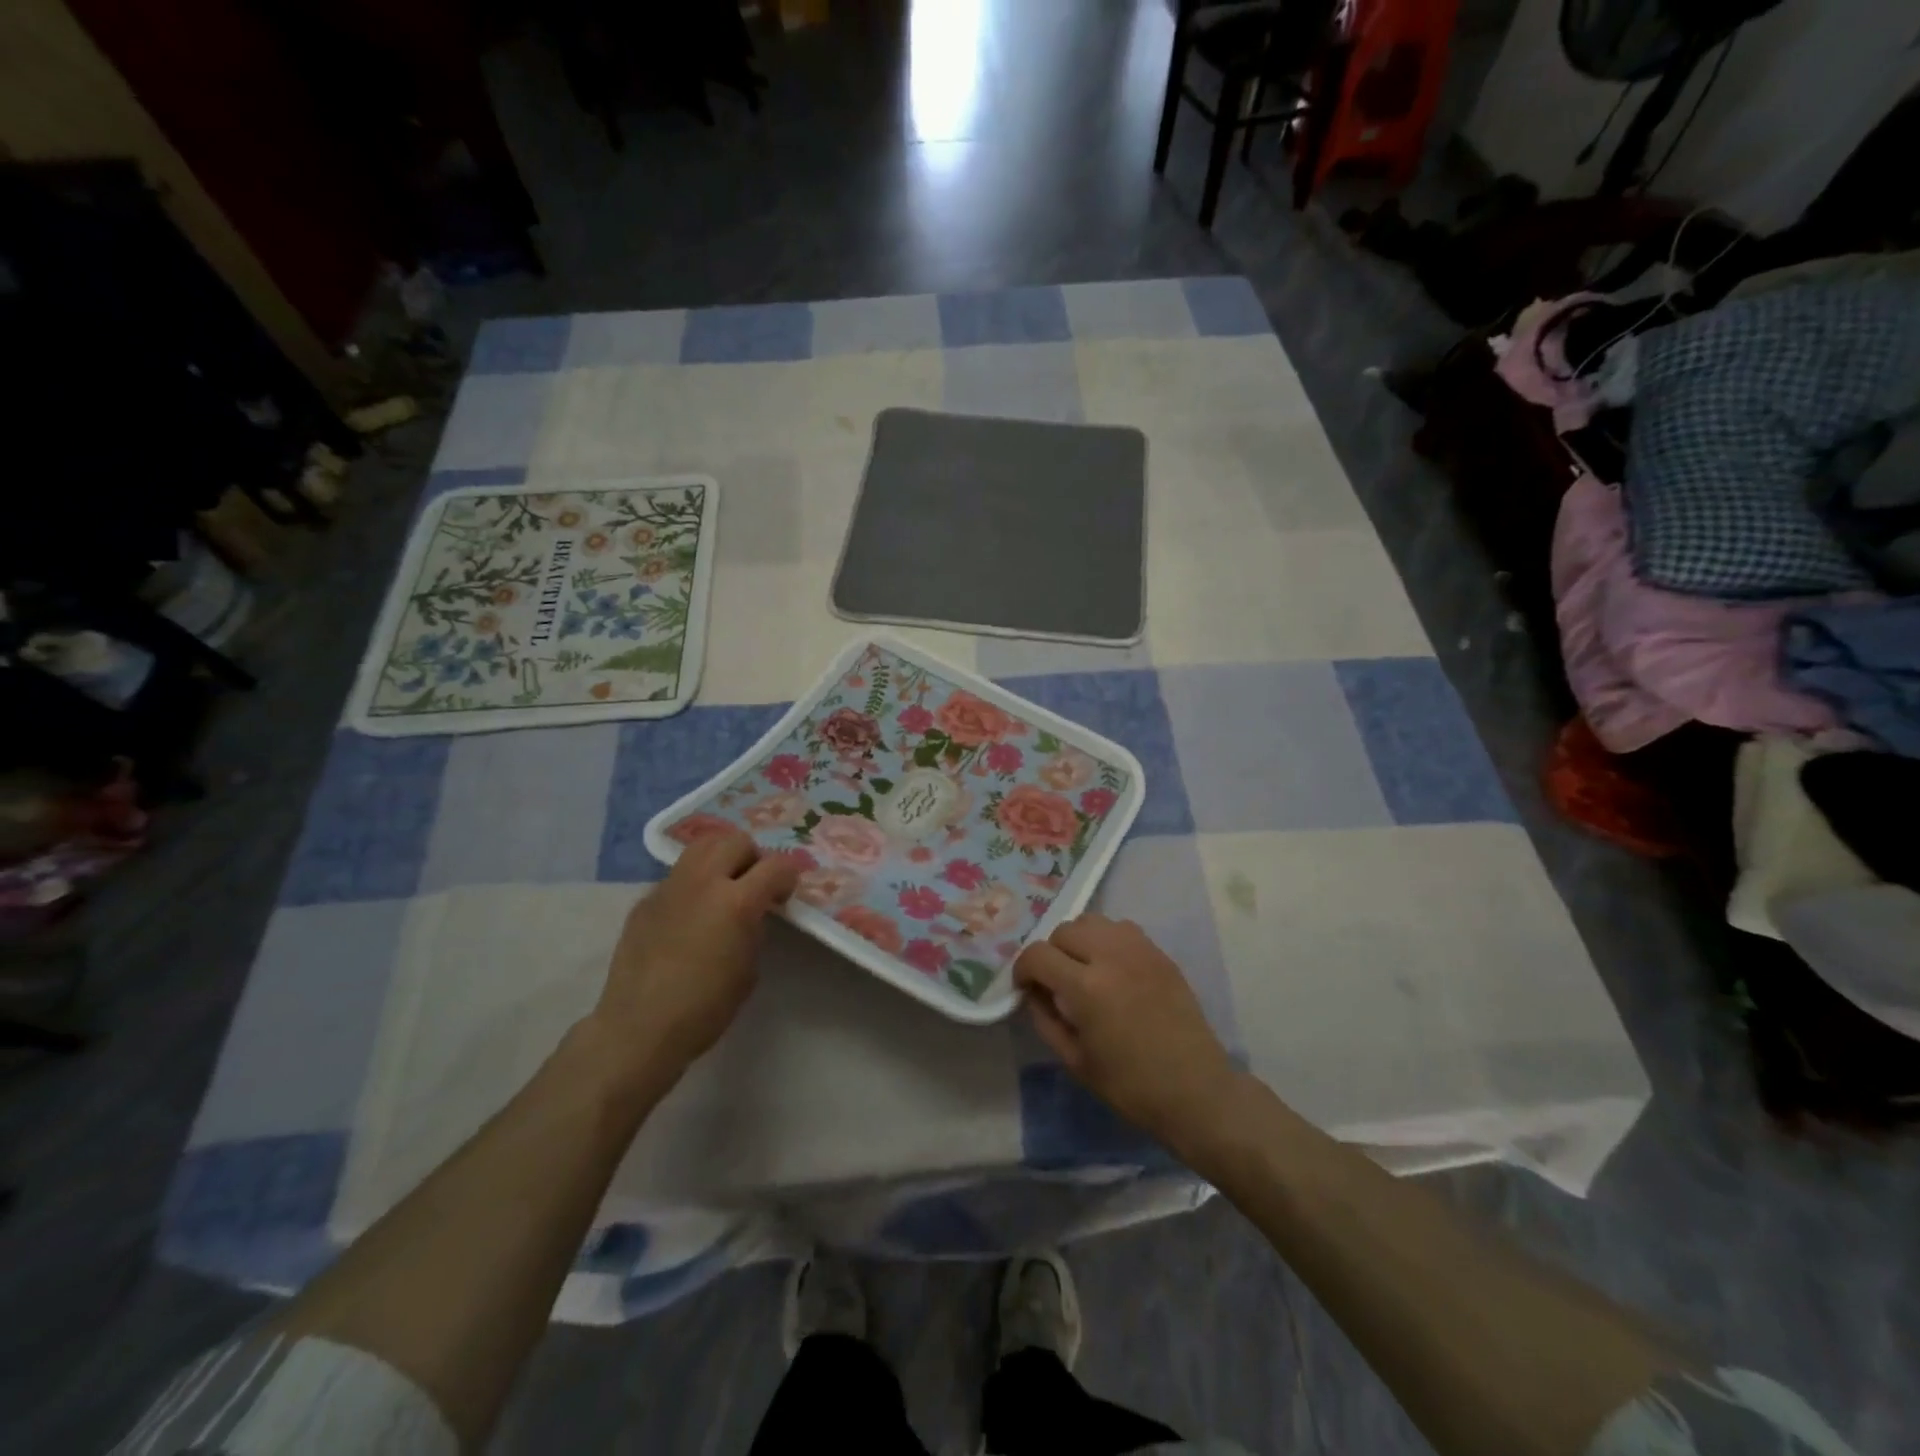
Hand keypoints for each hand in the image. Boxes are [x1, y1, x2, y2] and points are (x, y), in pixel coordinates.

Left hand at [591, 830, 798, 1082]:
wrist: (638, 1029)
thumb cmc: (705, 1008)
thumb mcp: (749, 969)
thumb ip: (754, 929)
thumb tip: (753, 913)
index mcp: (736, 902)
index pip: (776, 866)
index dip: (788, 877)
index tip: (784, 896)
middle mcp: (703, 882)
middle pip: (736, 841)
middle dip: (753, 858)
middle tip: (754, 886)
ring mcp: (670, 887)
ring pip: (703, 846)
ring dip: (722, 858)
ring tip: (724, 886)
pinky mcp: (645, 900)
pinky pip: (677, 875)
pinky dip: (693, 883)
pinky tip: (690, 915)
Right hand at [1014, 914, 1241, 1149]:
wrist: (1195, 1090)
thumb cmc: (1130, 1085)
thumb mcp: (1074, 1060)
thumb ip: (1046, 1018)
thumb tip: (1034, 991)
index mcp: (1086, 987)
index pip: (1038, 955)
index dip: (1023, 969)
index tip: (1026, 987)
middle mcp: (1111, 957)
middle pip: (1064, 930)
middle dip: (1051, 953)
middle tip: (1056, 980)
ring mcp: (1140, 950)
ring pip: (1093, 921)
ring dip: (1079, 940)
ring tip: (1083, 967)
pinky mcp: (1160, 953)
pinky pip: (1121, 929)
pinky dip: (1107, 940)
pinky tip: (1112, 968)